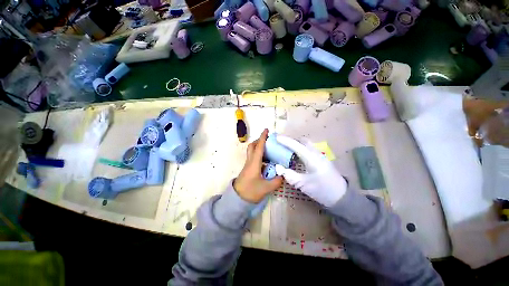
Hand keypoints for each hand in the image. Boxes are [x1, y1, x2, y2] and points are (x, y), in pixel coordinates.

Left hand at [234, 129, 283, 202]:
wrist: (237, 199)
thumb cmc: (250, 191)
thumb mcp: (266, 188)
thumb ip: (276, 181)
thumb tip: (282, 175)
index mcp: (254, 163)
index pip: (259, 147)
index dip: (263, 138)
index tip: (266, 130)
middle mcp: (250, 161)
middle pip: (252, 147)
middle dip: (259, 141)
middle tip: (268, 141)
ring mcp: (248, 165)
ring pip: (252, 152)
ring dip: (259, 148)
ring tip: (270, 151)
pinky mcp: (248, 169)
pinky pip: (253, 158)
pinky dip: (260, 156)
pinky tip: (267, 162)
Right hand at [275, 136, 346, 206]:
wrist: (341, 197)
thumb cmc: (322, 190)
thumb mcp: (303, 184)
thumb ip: (289, 175)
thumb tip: (278, 167)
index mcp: (311, 158)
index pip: (296, 145)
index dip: (286, 141)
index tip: (277, 137)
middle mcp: (316, 154)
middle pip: (303, 141)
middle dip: (291, 140)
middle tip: (282, 144)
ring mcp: (320, 156)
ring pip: (306, 145)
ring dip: (296, 144)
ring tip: (287, 149)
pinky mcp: (321, 160)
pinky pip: (309, 150)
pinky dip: (301, 149)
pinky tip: (296, 157)